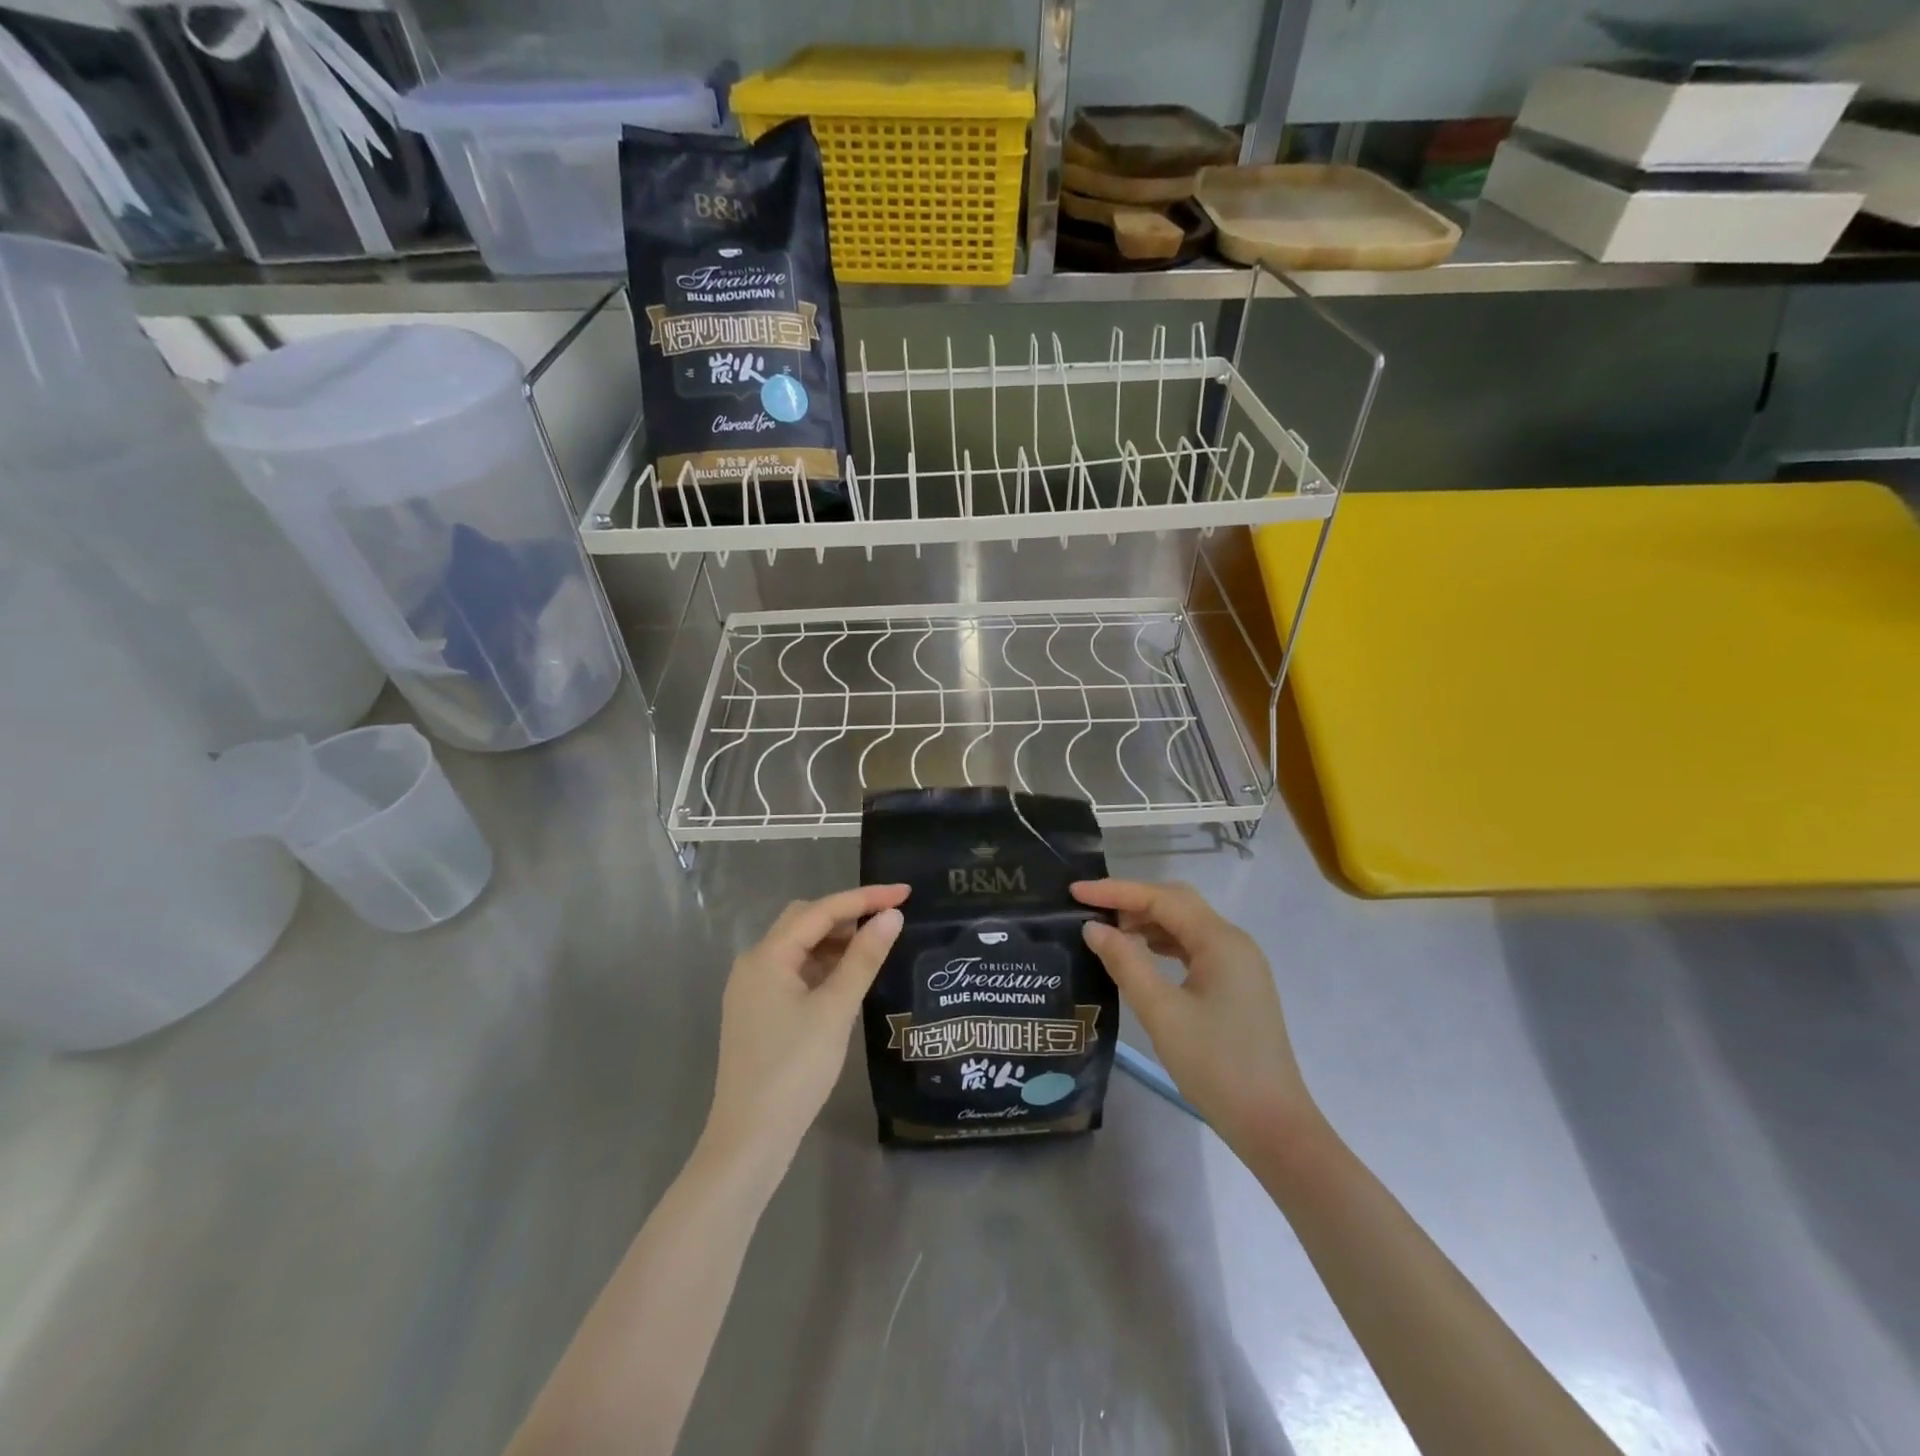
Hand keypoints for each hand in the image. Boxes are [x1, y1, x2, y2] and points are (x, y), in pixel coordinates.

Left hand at [702, 885, 908, 1172]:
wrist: (750, 1138)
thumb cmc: (795, 1069)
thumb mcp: (836, 1009)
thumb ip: (864, 958)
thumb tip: (891, 916)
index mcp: (768, 956)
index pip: (821, 910)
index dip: (865, 898)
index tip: (905, 892)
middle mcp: (754, 963)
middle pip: (805, 920)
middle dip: (848, 914)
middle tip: (890, 920)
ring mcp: (753, 988)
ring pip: (800, 947)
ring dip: (836, 940)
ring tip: (876, 946)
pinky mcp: (758, 1011)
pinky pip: (794, 971)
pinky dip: (823, 965)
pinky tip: (848, 977)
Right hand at [1072, 879, 1318, 1153]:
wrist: (1273, 1126)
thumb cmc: (1216, 1066)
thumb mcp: (1162, 1013)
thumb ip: (1126, 963)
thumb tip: (1094, 928)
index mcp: (1221, 941)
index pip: (1162, 898)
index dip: (1116, 891)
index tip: (1075, 891)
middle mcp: (1233, 942)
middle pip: (1177, 903)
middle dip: (1132, 901)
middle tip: (1090, 909)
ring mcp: (1239, 964)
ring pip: (1186, 926)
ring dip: (1147, 922)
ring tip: (1108, 932)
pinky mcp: (1237, 986)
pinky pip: (1194, 949)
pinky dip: (1164, 943)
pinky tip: (1141, 955)